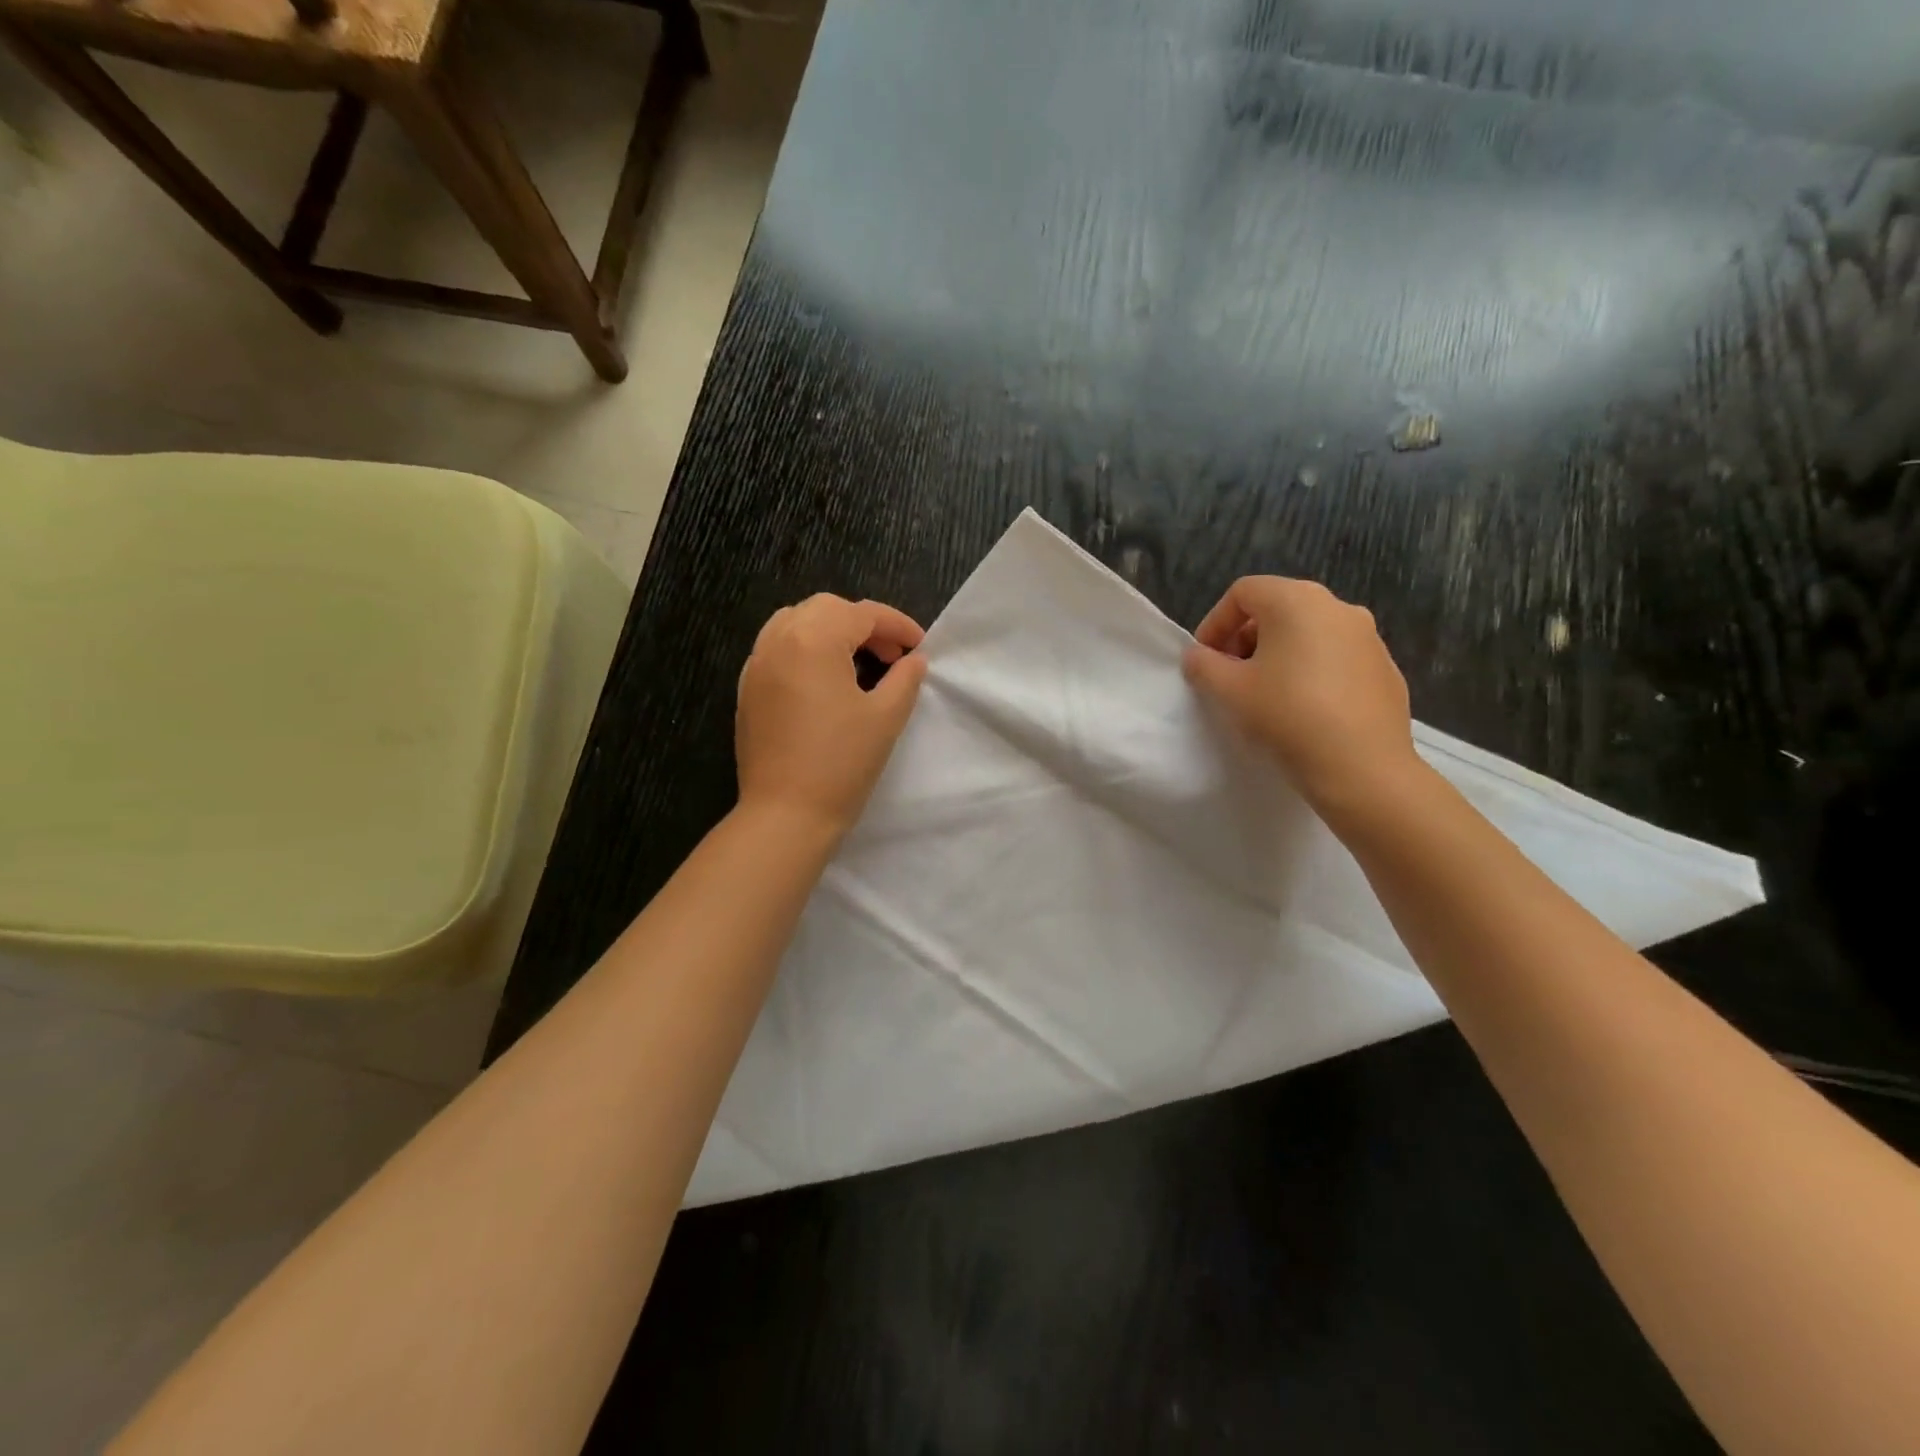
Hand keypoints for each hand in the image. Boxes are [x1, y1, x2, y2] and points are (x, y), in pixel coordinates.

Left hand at [736, 594, 929, 836]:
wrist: (786, 814)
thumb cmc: (842, 763)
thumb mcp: (886, 717)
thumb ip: (905, 679)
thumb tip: (913, 660)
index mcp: (813, 640)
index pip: (862, 614)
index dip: (897, 625)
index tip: (920, 646)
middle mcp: (778, 641)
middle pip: (826, 609)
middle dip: (863, 624)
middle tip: (891, 655)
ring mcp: (756, 665)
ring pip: (795, 622)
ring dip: (830, 631)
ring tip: (857, 662)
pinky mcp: (747, 690)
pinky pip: (777, 649)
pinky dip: (804, 649)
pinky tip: (824, 681)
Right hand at [1182, 577, 1420, 815]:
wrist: (1362, 767)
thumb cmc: (1287, 716)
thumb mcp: (1229, 691)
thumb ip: (1204, 665)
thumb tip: (1198, 656)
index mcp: (1297, 601)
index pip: (1243, 592)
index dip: (1214, 623)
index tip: (1205, 660)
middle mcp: (1338, 606)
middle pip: (1278, 608)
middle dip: (1246, 638)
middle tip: (1231, 676)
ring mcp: (1368, 636)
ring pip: (1309, 633)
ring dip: (1279, 654)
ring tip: (1265, 694)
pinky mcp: (1385, 667)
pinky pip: (1336, 658)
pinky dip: (1311, 671)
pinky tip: (1304, 709)